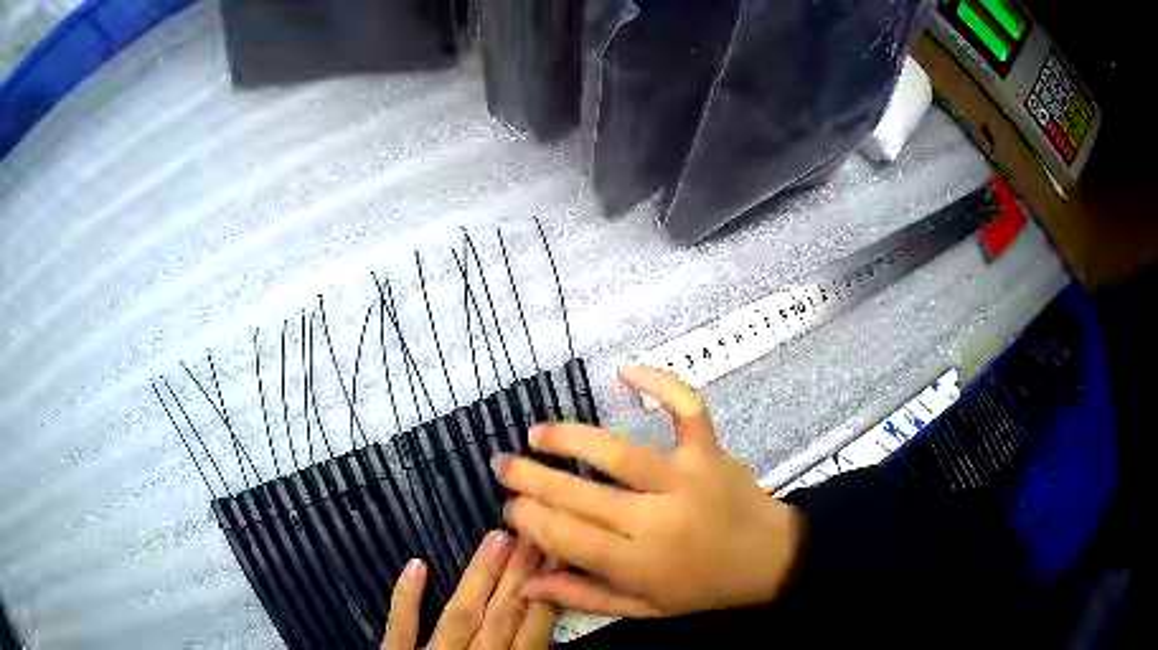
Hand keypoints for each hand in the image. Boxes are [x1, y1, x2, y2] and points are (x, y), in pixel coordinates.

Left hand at [382, 531, 556, 648]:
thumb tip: (551, 643)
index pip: (530, 638)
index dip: (544, 602)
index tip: (555, 565)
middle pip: (499, 620)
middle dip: (518, 580)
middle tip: (532, 539)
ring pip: (458, 617)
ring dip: (478, 580)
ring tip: (496, 541)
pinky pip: (400, 627)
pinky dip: (406, 599)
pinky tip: (417, 565)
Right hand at [491, 364, 802, 617]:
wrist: (772, 560)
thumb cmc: (705, 589)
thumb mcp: (645, 608)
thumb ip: (585, 597)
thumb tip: (527, 584)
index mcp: (639, 563)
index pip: (566, 537)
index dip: (529, 519)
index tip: (509, 507)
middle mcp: (658, 518)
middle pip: (581, 495)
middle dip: (532, 478)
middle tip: (503, 465)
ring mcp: (687, 477)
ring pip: (618, 451)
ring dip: (570, 438)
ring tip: (536, 433)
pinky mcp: (710, 450)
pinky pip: (687, 408)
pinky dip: (661, 383)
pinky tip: (626, 369)